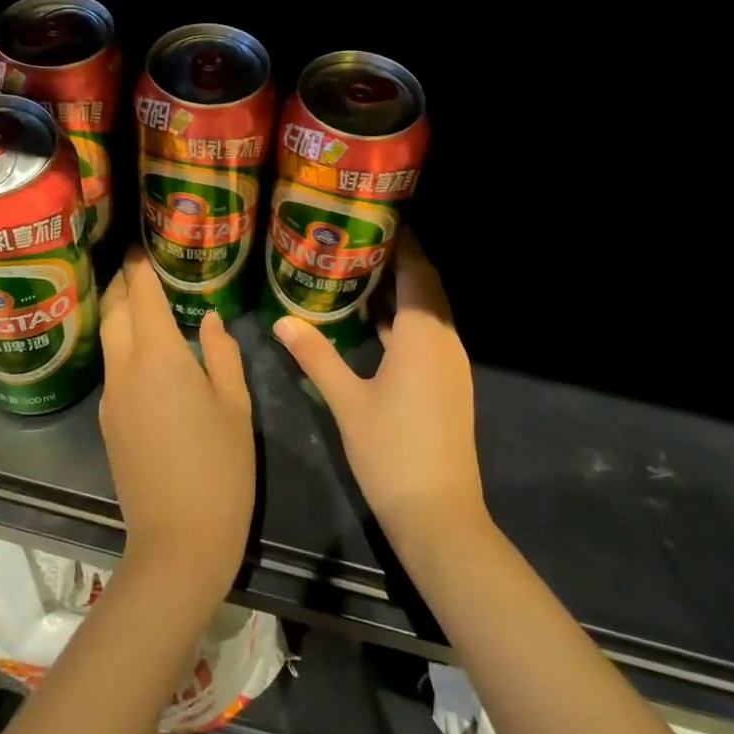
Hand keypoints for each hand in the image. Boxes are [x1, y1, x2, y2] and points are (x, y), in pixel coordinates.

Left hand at [98, 248, 255, 617]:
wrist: (177, 543)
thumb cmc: (220, 468)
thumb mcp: (235, 406)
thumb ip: (221, 354)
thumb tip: (208, 320)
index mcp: (158, 356)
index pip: (142, 295)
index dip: (140, 267)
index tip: (142, 246)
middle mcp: (125, 368)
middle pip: (114, 311)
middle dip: (122, 284)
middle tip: (138, 267)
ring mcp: (111, 398)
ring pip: (109, 340)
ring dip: (119, 314)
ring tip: (141, 301)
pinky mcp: (108, 424)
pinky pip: (113, 369)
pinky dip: (123, 347)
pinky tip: (145, 354)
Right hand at [272, 230, 486, 549]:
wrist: (438, 515)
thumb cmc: (391, 451)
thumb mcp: (346, 401)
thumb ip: (315, 355)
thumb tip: (282, 320)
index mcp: (423, 335)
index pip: (417, 271)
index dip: (402, 241)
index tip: (374, 218)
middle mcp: (444, 340)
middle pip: (426, 286)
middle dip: (398, 259)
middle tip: (358, 239)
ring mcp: (450, 364)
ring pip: (428, 311)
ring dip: (401, 289)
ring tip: (359, 270)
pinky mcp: (448, 383)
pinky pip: (427, 333)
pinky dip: (404, 318)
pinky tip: (372, 321)